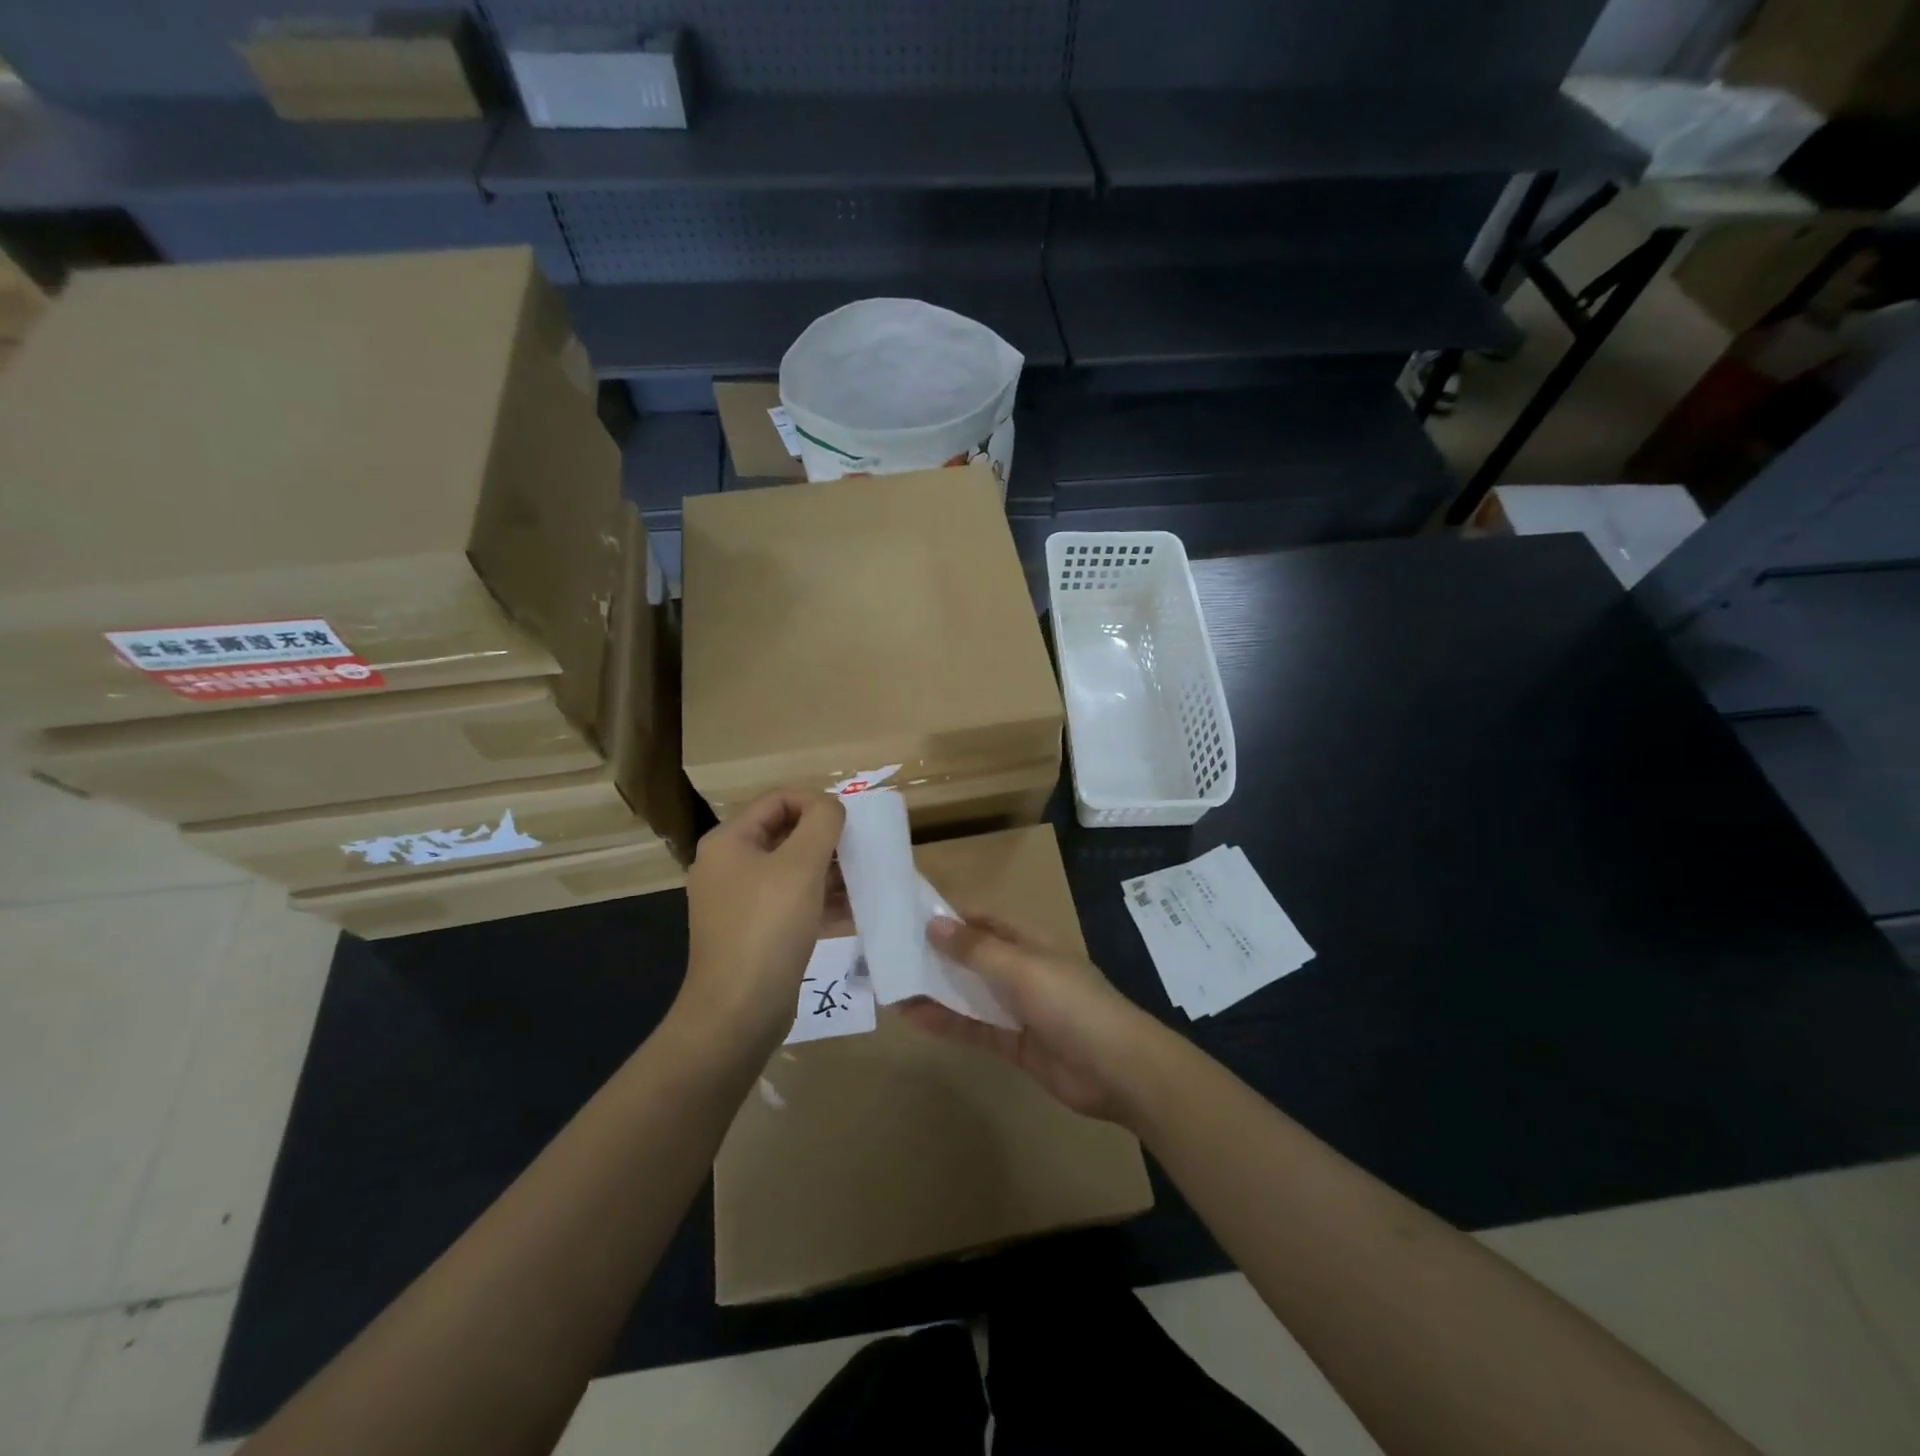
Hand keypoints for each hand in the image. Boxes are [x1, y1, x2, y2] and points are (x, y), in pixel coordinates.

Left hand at [680, 789, 845, 1049]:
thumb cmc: (768, 927)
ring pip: (791, 870)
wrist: (739, 1011)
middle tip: (861, 850)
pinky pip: (791, 902)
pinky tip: (853, 910)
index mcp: (729, 841)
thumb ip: (821, 823)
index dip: (816, 802)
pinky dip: (820, 900)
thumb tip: (831, 806)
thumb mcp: (801, 865)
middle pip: (785, 834)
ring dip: (828, 870)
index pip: (778, 799)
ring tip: (863, 879)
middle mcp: (728, 866)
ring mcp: (738, 902)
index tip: (850, 822)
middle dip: (826, 839)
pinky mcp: (753, 932)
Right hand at [899, 915, 1163, 1123]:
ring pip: (969, 992)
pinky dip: (946, 1021)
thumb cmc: (1070, 1002)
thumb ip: (976, 949)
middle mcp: (1021, 968)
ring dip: (935, 988)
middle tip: (888, 953)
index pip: (983, 919)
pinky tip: (912, 1018)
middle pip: (972, 955)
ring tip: (891, 984)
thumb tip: (934, 922)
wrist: (1116, 1068)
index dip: (949, 916)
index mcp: (1029, 940)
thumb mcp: (1021, 967)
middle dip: (935, 954)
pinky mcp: (1014, 1042)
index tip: (907, 915)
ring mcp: (1018, 1006)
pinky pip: (974, 1026)